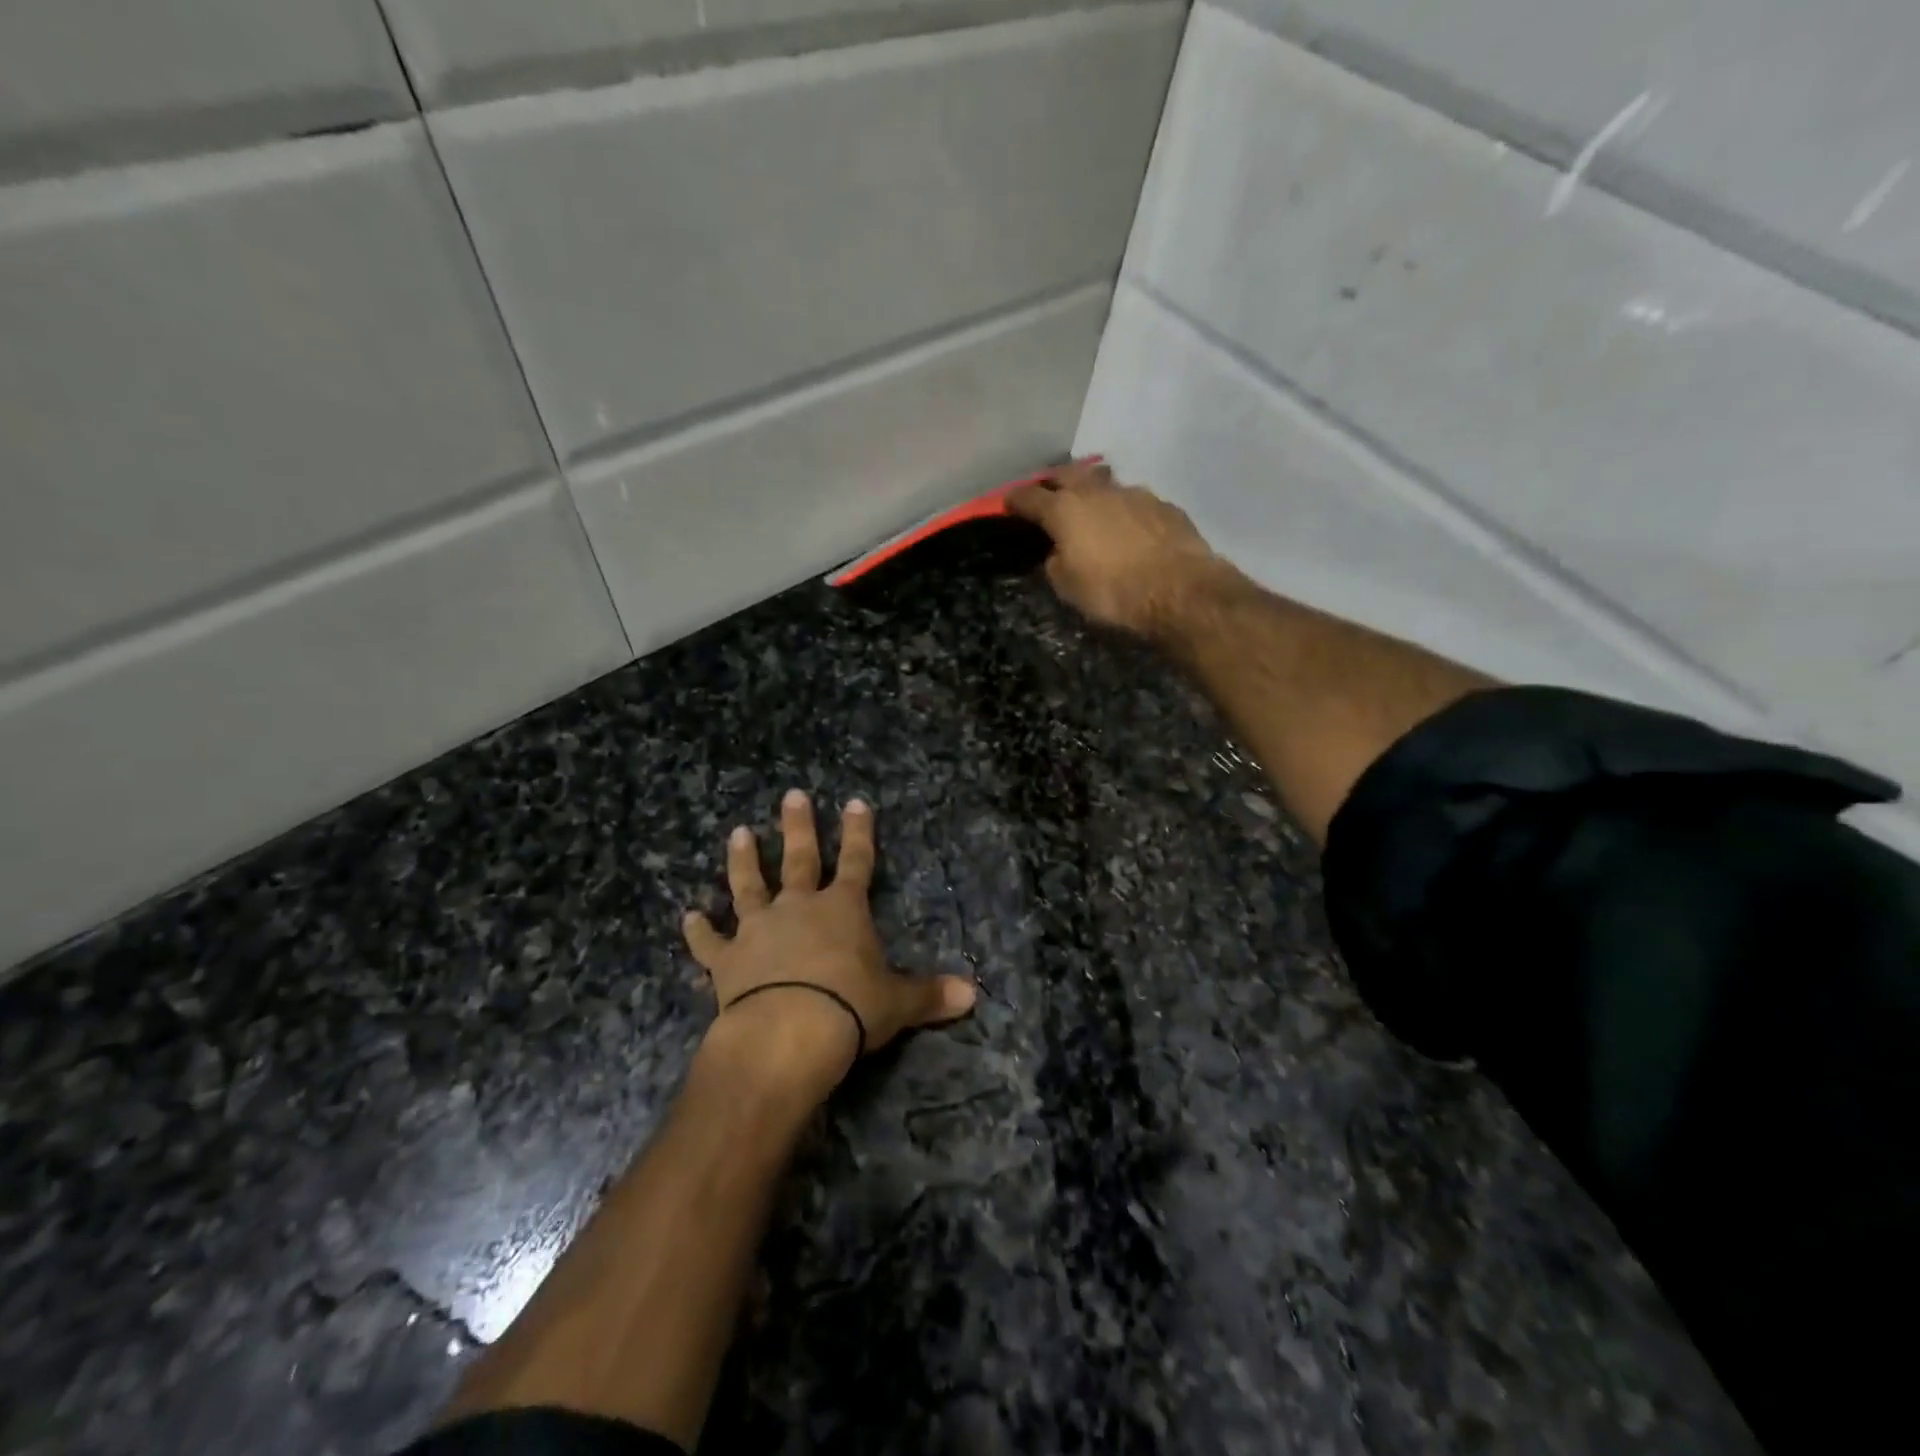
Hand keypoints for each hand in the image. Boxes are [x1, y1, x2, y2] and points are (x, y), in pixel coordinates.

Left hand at [684, 791, 975, 1094]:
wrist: (788, 1032)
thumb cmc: (851, 1009)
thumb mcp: (898, 1003)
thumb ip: (931, 994)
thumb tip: (974, 995)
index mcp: (843, 910)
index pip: (857, 861)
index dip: (860, 832)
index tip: (856, 802)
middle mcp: (799, 908)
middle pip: (800, 859)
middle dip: (798, 827)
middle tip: (792, 795)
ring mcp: (759, 929)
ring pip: (749, 886)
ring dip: (743, 861)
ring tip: (738, 833)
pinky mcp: (727, 960)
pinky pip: (710, 942)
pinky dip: (698, 931)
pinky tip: (687, 917)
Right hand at [1006, 460, 1230, 639]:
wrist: (1180, 590)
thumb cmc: (1113, 592)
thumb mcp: (1069, 588)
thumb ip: (1056, 562)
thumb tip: (1058, 552)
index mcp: (1065, 510)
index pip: (1030, 497)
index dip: (1015, 500)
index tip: (1007, 503)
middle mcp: (1096, 492)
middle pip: (1067, 474)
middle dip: (1053, 482)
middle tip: (1047, 492)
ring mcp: (1134, 493)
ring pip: (1104, 483)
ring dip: (1092, 491)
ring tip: (1091, 506)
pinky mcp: (1163, 505)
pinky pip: (1134, 500)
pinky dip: (1123, 509)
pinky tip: (1128, 526)